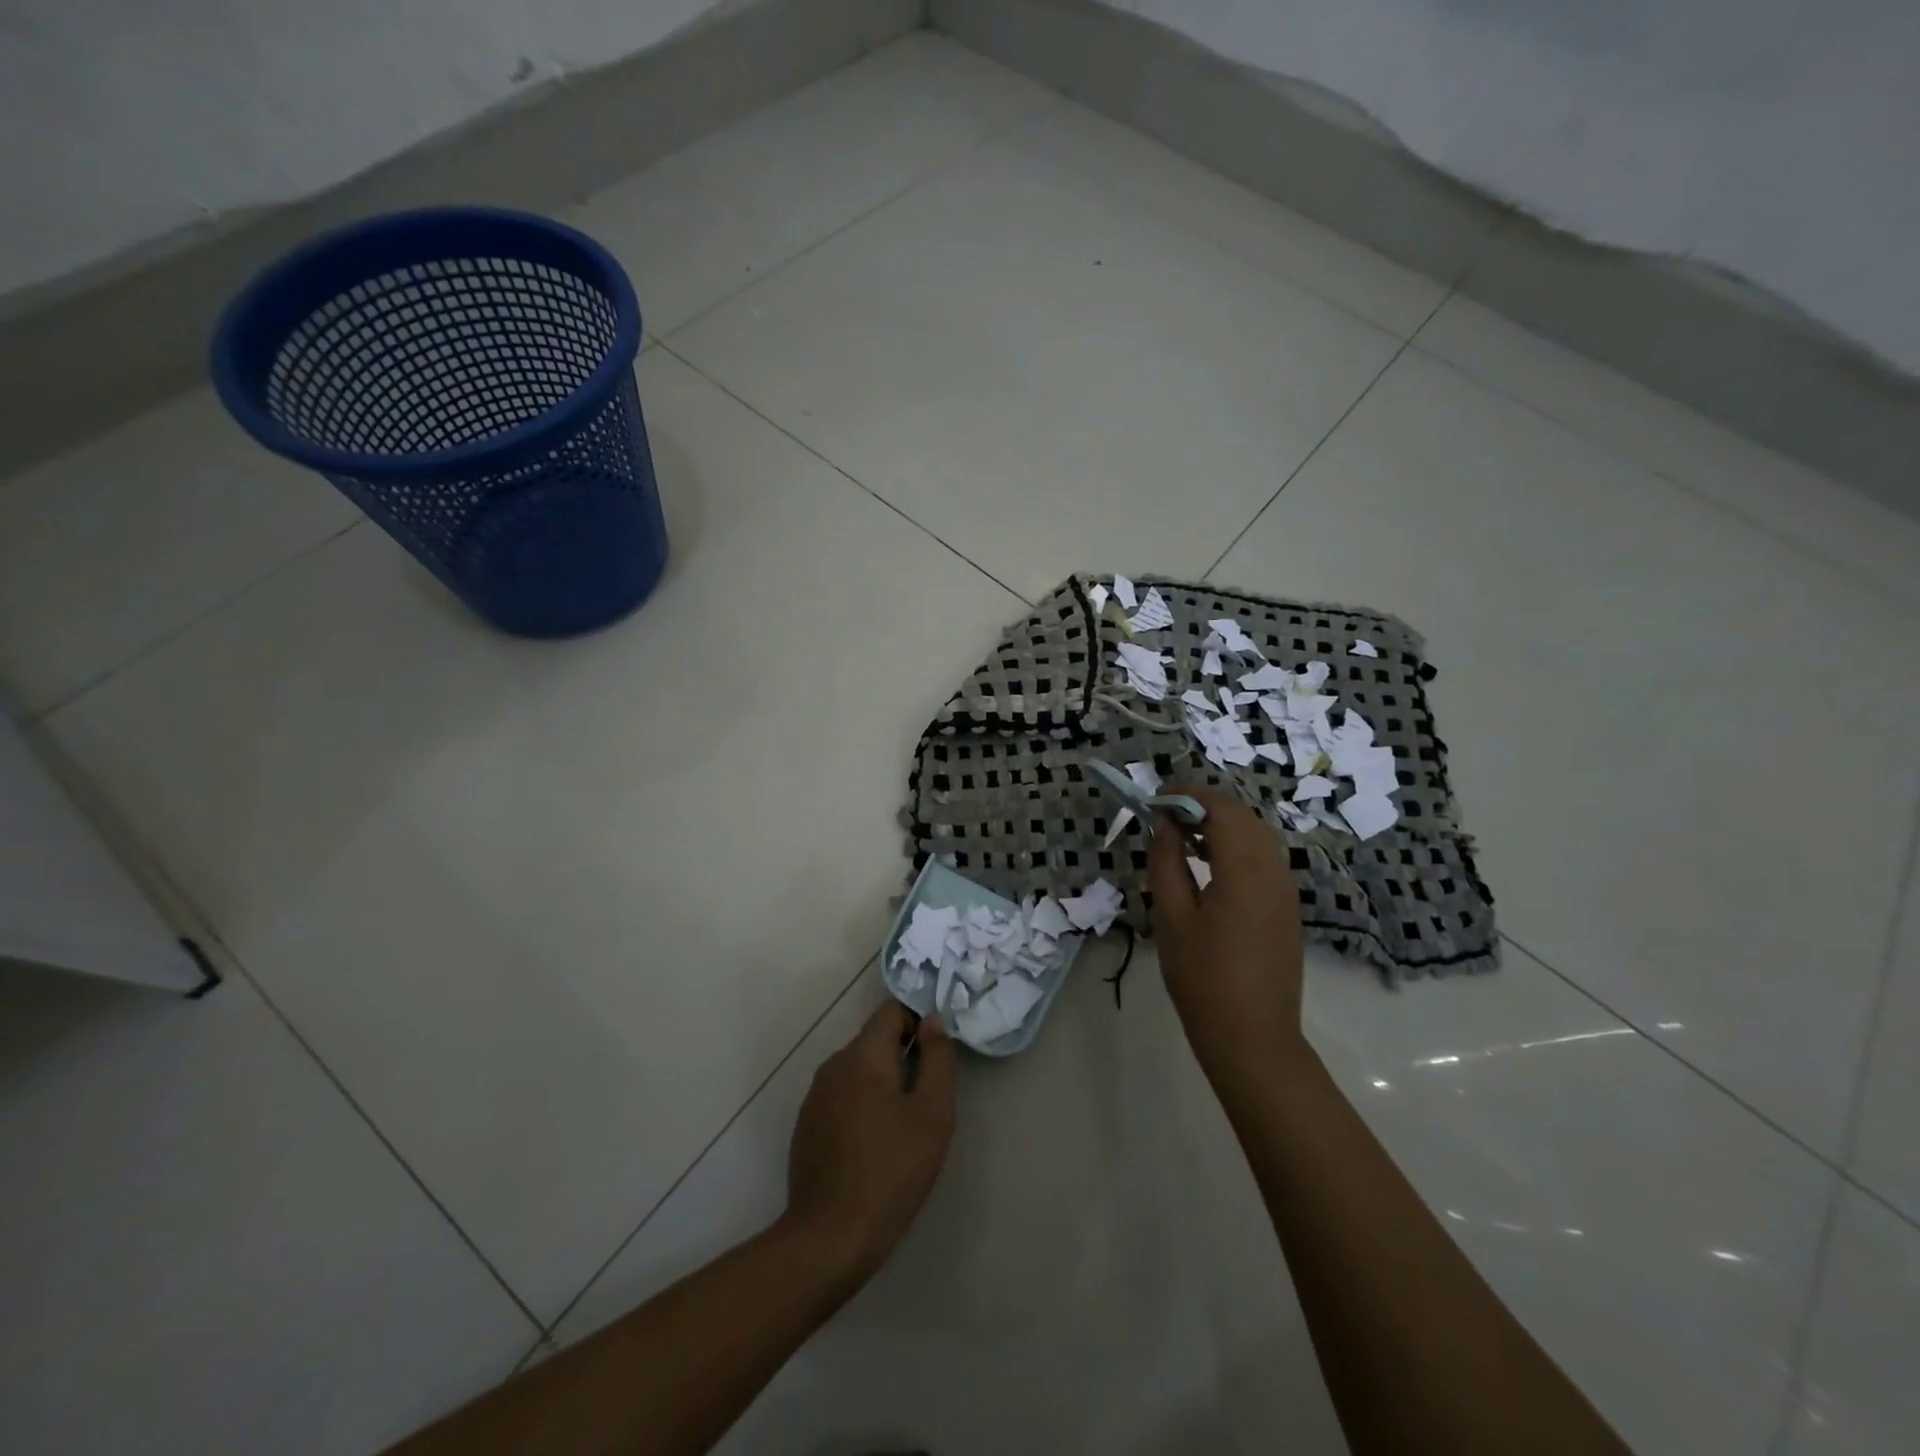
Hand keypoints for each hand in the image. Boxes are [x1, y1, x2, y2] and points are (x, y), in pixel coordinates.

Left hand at [785, 1002, 956, 1283]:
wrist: (830, 1239)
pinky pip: (842, 1098)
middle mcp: (832, 1066)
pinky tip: (874, 1147)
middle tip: (927, 1099)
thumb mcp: (932, 1114)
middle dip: (903, 1059)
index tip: (937, 1055)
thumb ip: (937, 1059)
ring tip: (903, 1128)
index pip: (892, 1011)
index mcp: (861, 1055)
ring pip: (858, 1072)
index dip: (919, 1022)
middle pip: (875, 1042)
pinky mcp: (806, 1127)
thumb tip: (934, 1021)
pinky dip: (862, 1108)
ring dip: (883, 1085)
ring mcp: (814, 1098)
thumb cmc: (891, 1171)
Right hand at [1149, 786, 1309, 1090]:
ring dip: (1221, 825)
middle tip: (1165, 815)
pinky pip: (1263, 858)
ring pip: (1256, 835)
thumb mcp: (1171, 917)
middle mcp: (1273, 870)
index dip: (1188, 795)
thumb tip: (1166, 824)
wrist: (1252, 1037)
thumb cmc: (1202, 978)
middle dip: (1204, 805)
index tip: (1156, 798)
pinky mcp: (1286, 907)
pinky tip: (1208, 864)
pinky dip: (1235, 846)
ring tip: (1182, 836)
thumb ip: (1167, 862)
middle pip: (1242, 816)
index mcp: (1245, 869)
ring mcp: (1285, 889)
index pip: (1220, 809)